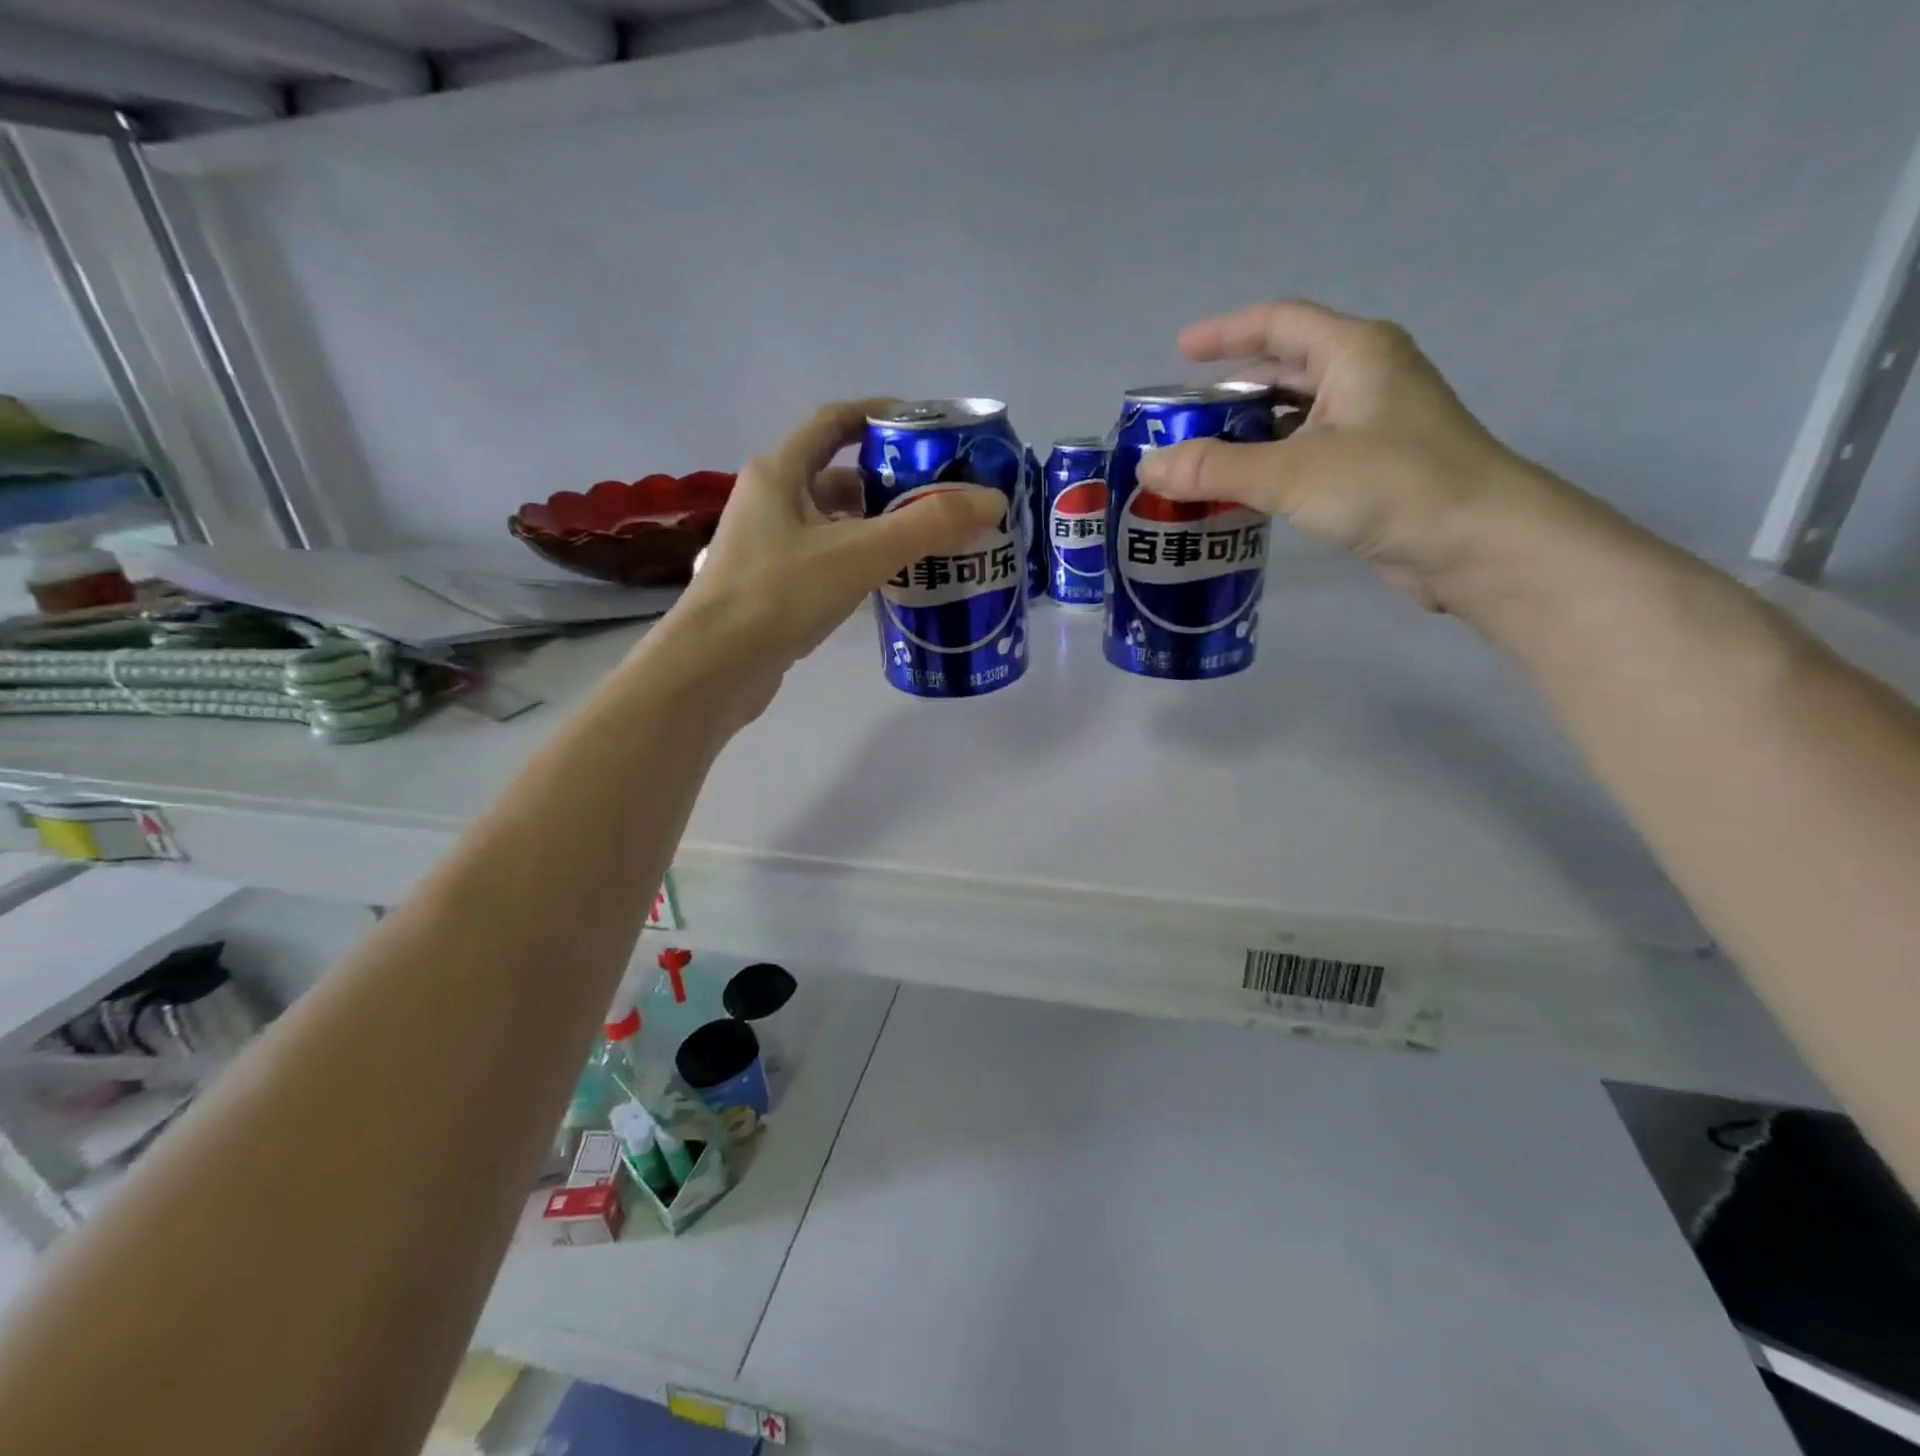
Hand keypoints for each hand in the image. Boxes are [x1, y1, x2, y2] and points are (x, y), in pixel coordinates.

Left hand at [644, 398, 1003, 720]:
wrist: (715, 668)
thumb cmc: (779, 595)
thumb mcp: (859, 553)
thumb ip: (928, 525)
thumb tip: (992, 500)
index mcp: (779, 472)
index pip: (835, 421)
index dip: (880, 416)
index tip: (927, 430)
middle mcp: (770, 501)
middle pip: (838, 475)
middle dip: (890, 482)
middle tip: (941, 498)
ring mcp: (768, 547)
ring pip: (834, 523)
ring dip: (877, 527)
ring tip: (928, 542)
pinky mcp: (773, 587)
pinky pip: (827, 560)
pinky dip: (860, 562)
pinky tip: (892, 582)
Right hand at [1136, 301, 1613, 623]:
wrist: (1477, 544)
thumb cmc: (1390, 486)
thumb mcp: (1292, 473)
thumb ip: (1214, 469)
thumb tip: (1147, 468)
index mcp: (1355, 353)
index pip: (1279, 324)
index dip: (1226, 333)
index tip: (1180, 351)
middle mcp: (1366, 378)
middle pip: (1285, 371)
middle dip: (1230, 392)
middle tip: (1181, 420)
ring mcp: (1373, 426)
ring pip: (1295, 418)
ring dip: (1247, 435)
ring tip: (1198, 460)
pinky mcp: (1373, 470)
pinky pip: (1306, 454)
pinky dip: (1269, 466)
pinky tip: (1240, 492)